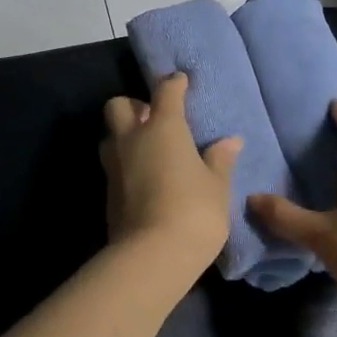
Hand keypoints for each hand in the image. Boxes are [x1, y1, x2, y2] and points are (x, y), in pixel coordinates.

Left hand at [100, 73, 236, 275]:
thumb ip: (220, 160)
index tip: (181, 81)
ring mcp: (114, 164)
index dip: (174, 84)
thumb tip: (230, 141)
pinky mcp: (107, 191)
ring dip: (124, 135)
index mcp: (162, 127)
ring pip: (110, 135)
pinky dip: (125, 164)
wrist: (152, 256)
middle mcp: (131, 138)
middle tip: (153, 119)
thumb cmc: (194, 211)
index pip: (166, 92)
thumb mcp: (217, 186)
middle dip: (133, 106)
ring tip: (148, 150)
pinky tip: (143, 178)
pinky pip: (113, 164)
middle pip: (118, 105)